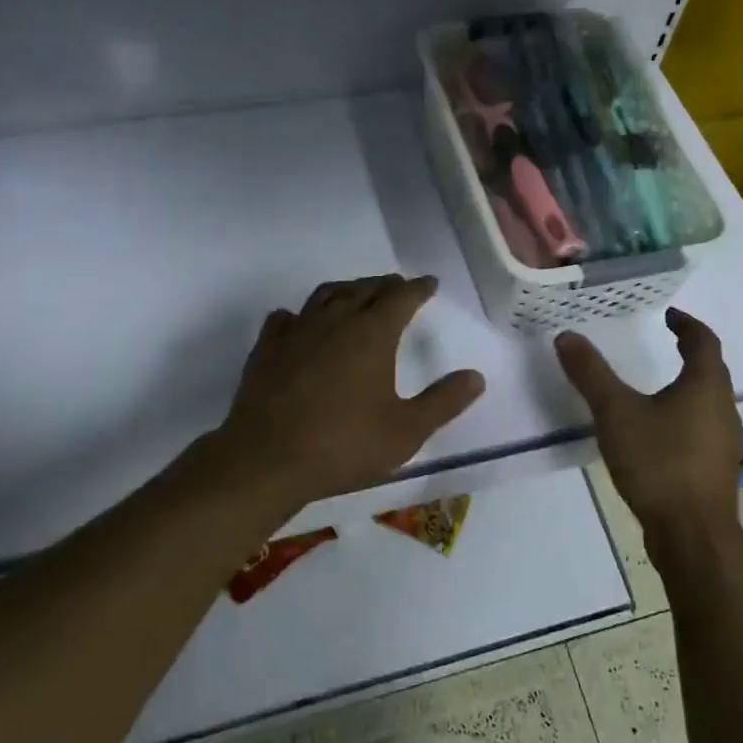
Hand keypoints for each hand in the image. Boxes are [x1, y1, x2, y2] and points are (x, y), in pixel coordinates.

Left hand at [218, 275, 484, 507]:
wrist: (267, 459)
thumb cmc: (344, 445)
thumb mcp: (406, 431)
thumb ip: (443, 402)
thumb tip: (476, 377)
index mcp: (372, 333)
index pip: (401, 297)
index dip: (418, 288)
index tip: (429, 283)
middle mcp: (335, 320)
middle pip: (364, 289)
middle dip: (385, 285)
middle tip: (396, 286)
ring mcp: (297, 331)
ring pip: (325, 295)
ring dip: (346, 290)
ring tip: (355, 295)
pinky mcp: (267, 348)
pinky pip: (286, 318)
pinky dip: (300, 314)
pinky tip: (299, 322)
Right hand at [555, 308, 742, 552]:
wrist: (692, 535)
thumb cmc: (659, 463)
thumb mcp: (616, 413)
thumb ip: (591, 374)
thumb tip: (567, 336)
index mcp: (706, 386)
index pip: (703, 341)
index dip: (686, 324)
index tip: (668, 315)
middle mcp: (723, 408)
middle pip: (711, 370)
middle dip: (689, 353)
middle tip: (661, 342)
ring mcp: (724, 442)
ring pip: (708, 401)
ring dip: (687, 386)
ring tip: (655, 385)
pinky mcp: (716, 469)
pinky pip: (702, 428)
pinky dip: (684, 416)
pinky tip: (658, 432)